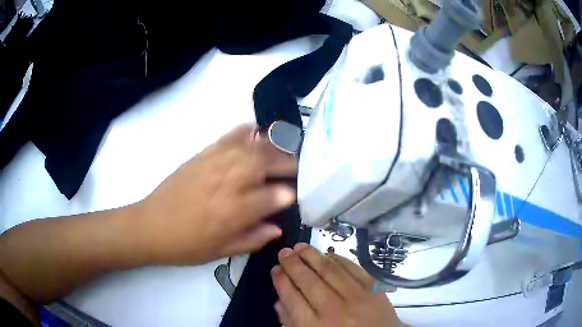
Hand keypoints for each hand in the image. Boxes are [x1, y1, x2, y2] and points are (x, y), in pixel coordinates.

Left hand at [136, 123, 296, 264]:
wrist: (150, 226)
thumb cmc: (186, 245)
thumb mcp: (221, 251)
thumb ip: (252, 239)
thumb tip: (277, 227)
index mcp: (232, 213)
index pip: (272, 197)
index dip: (289, 194)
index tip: (297, 194)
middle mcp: (226, 184)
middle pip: (264, 164)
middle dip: (287, 163)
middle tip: (299, 166)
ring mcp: (212, 165)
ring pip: (249, 148)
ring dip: (272, 146)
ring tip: (284, 148)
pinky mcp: (200, 156)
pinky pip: (226, 138)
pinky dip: (244, 131)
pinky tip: (255, 129)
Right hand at [271, 243, 402, 326]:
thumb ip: (293, 323)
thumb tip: (279, 300)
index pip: (293, 299)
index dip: (281, 281)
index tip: (275, 269)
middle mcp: (335, 311)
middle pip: (309, 282)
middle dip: (293, 264)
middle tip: (284, 252)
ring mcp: (357, 298)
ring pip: (330, 271)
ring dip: (313, 256)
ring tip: (300, 246)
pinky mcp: (374, 290)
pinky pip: (354, 269)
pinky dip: (340, 260)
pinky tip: (328, 254)